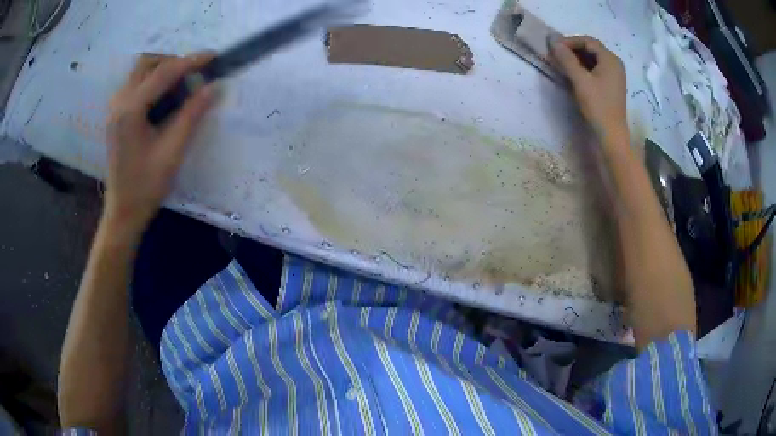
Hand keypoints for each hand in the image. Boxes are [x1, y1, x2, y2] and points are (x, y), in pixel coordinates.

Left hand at [104, 53, 214, 237]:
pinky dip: (152, 81)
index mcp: (130, 110)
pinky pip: (134, 84)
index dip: (190, 62)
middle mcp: (119, 102)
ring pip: (139, 71)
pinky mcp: (115, 115)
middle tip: (192, 75)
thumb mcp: (173, 151)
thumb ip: (192, 114)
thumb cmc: (146, 186)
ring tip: (180, 85)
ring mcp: (114, 108)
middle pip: (147, 63)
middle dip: (172, 62)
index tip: (213, 56)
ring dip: (161, 70)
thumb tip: (214, 86)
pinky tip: (162, 97)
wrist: (123, 211)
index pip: (164, 73)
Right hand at [551, 36, 627, 140]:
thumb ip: (566, 59)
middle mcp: (615, 64)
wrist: (611, 135)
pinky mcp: (612, 86)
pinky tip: (574, 75)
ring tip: (563, 65)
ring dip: (577, 59)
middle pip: (591, 49)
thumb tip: (552, 41)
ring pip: (593, 59)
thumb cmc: (597, 105)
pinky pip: (597, 70)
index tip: (555, 48)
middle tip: (557, 56)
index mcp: (610, 59)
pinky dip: (584, 68)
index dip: (570, 41)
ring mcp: (615, 76)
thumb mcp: (580, 80)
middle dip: (573, 50)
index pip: (588, 41)